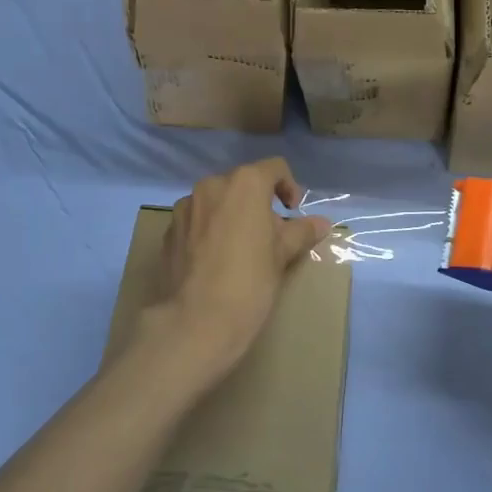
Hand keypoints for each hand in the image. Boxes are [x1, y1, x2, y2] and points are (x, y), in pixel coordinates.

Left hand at [141, 158, 331, 394]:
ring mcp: (186, 208)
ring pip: (217, 202)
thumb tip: (322, 223)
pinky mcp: (169, 231)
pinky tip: (215, 262)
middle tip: (270, 237)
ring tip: (241, 250)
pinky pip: (197, 221)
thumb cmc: (249, 282)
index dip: (289, 188)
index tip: (293, 215)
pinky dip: (210, 231)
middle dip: (259, 204)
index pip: (274, 168)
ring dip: (232, 215)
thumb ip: (302, 232)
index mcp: (244, 184)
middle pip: (243, 184)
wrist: (195, 322)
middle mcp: (211, 186)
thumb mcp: (283, 256)